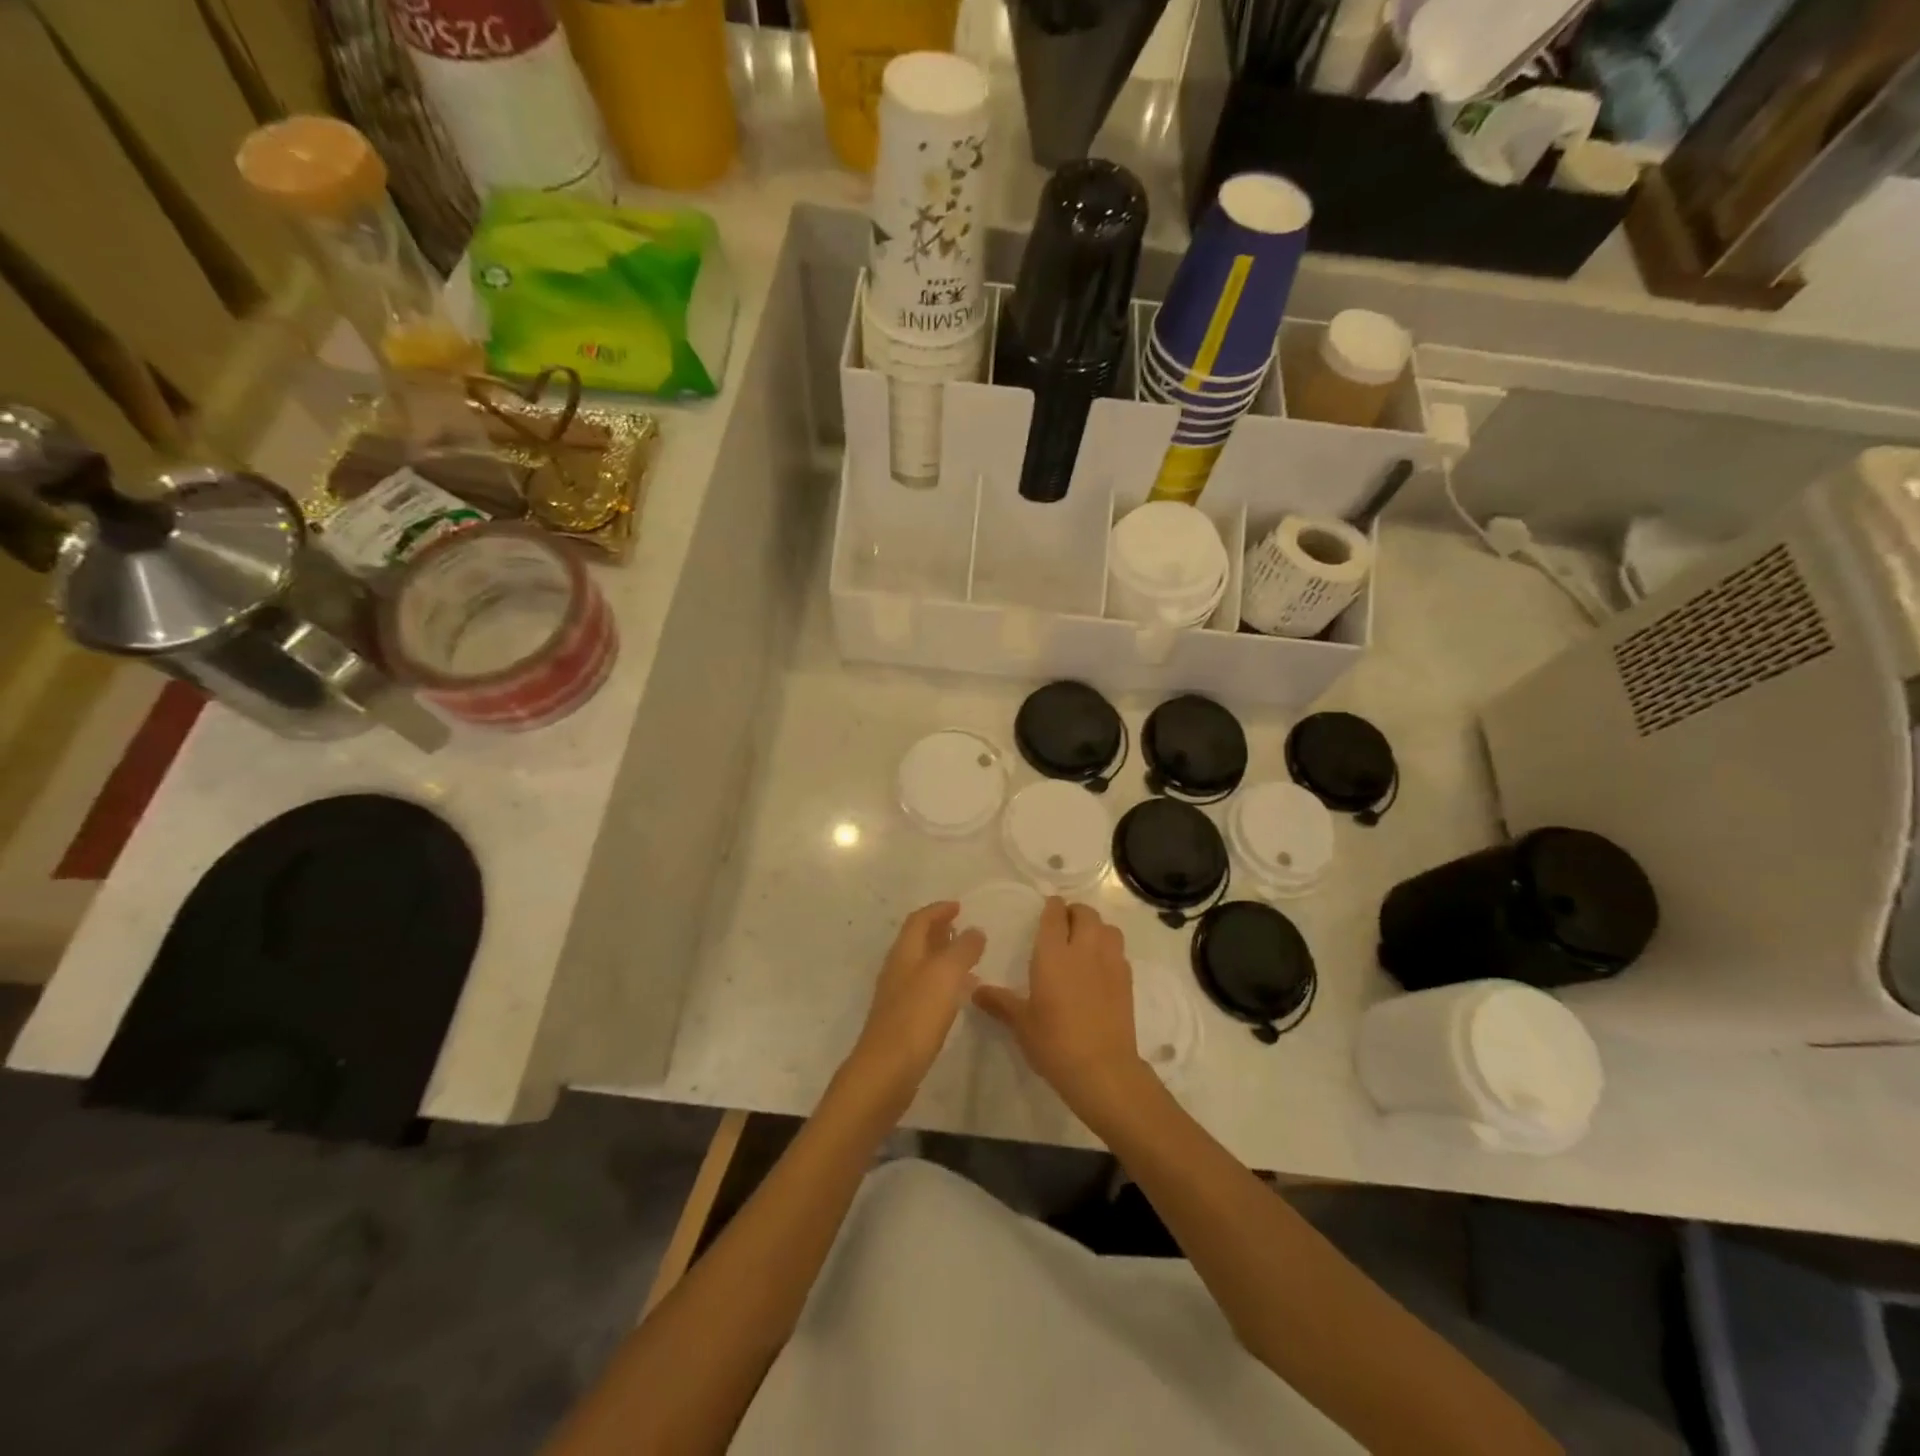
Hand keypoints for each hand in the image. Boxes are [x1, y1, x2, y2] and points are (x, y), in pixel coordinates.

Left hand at [842, 902, 984, 1122]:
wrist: (886, 1070)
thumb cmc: (916, 1015)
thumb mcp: (946, 974)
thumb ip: (962, 949)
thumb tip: (974, 930)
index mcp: (904, 952)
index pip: (919, 920)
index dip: (938, 910)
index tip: (959, 906)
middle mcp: (897, 969)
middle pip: (917, 941)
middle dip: (940, 931)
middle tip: (964, 928)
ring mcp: (897, 996)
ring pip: (922, 965)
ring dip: (943, 957)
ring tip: (968, 960)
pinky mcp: (903, 1020)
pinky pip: (925, 989)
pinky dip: (942, 982)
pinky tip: (958, 996)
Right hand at [974, 898, 1156, 1129]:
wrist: (1102, 1070)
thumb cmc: (1054, 1042)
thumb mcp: (1021, 1023)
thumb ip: (999, 1002)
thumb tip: (974, 990)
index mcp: (1053, 954)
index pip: (1054, 914)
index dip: (1051, 907)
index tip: (1046, 909)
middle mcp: (1084, 949)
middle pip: (1085, 913)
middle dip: (1074, 912)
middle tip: (1063, 925)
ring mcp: (1110, 962)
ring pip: (1107, 927)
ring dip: (1095, 927)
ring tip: (1083, 941)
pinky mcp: (1127, 980)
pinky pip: (1119, 950)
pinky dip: (1109, 948)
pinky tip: (1099, 967)